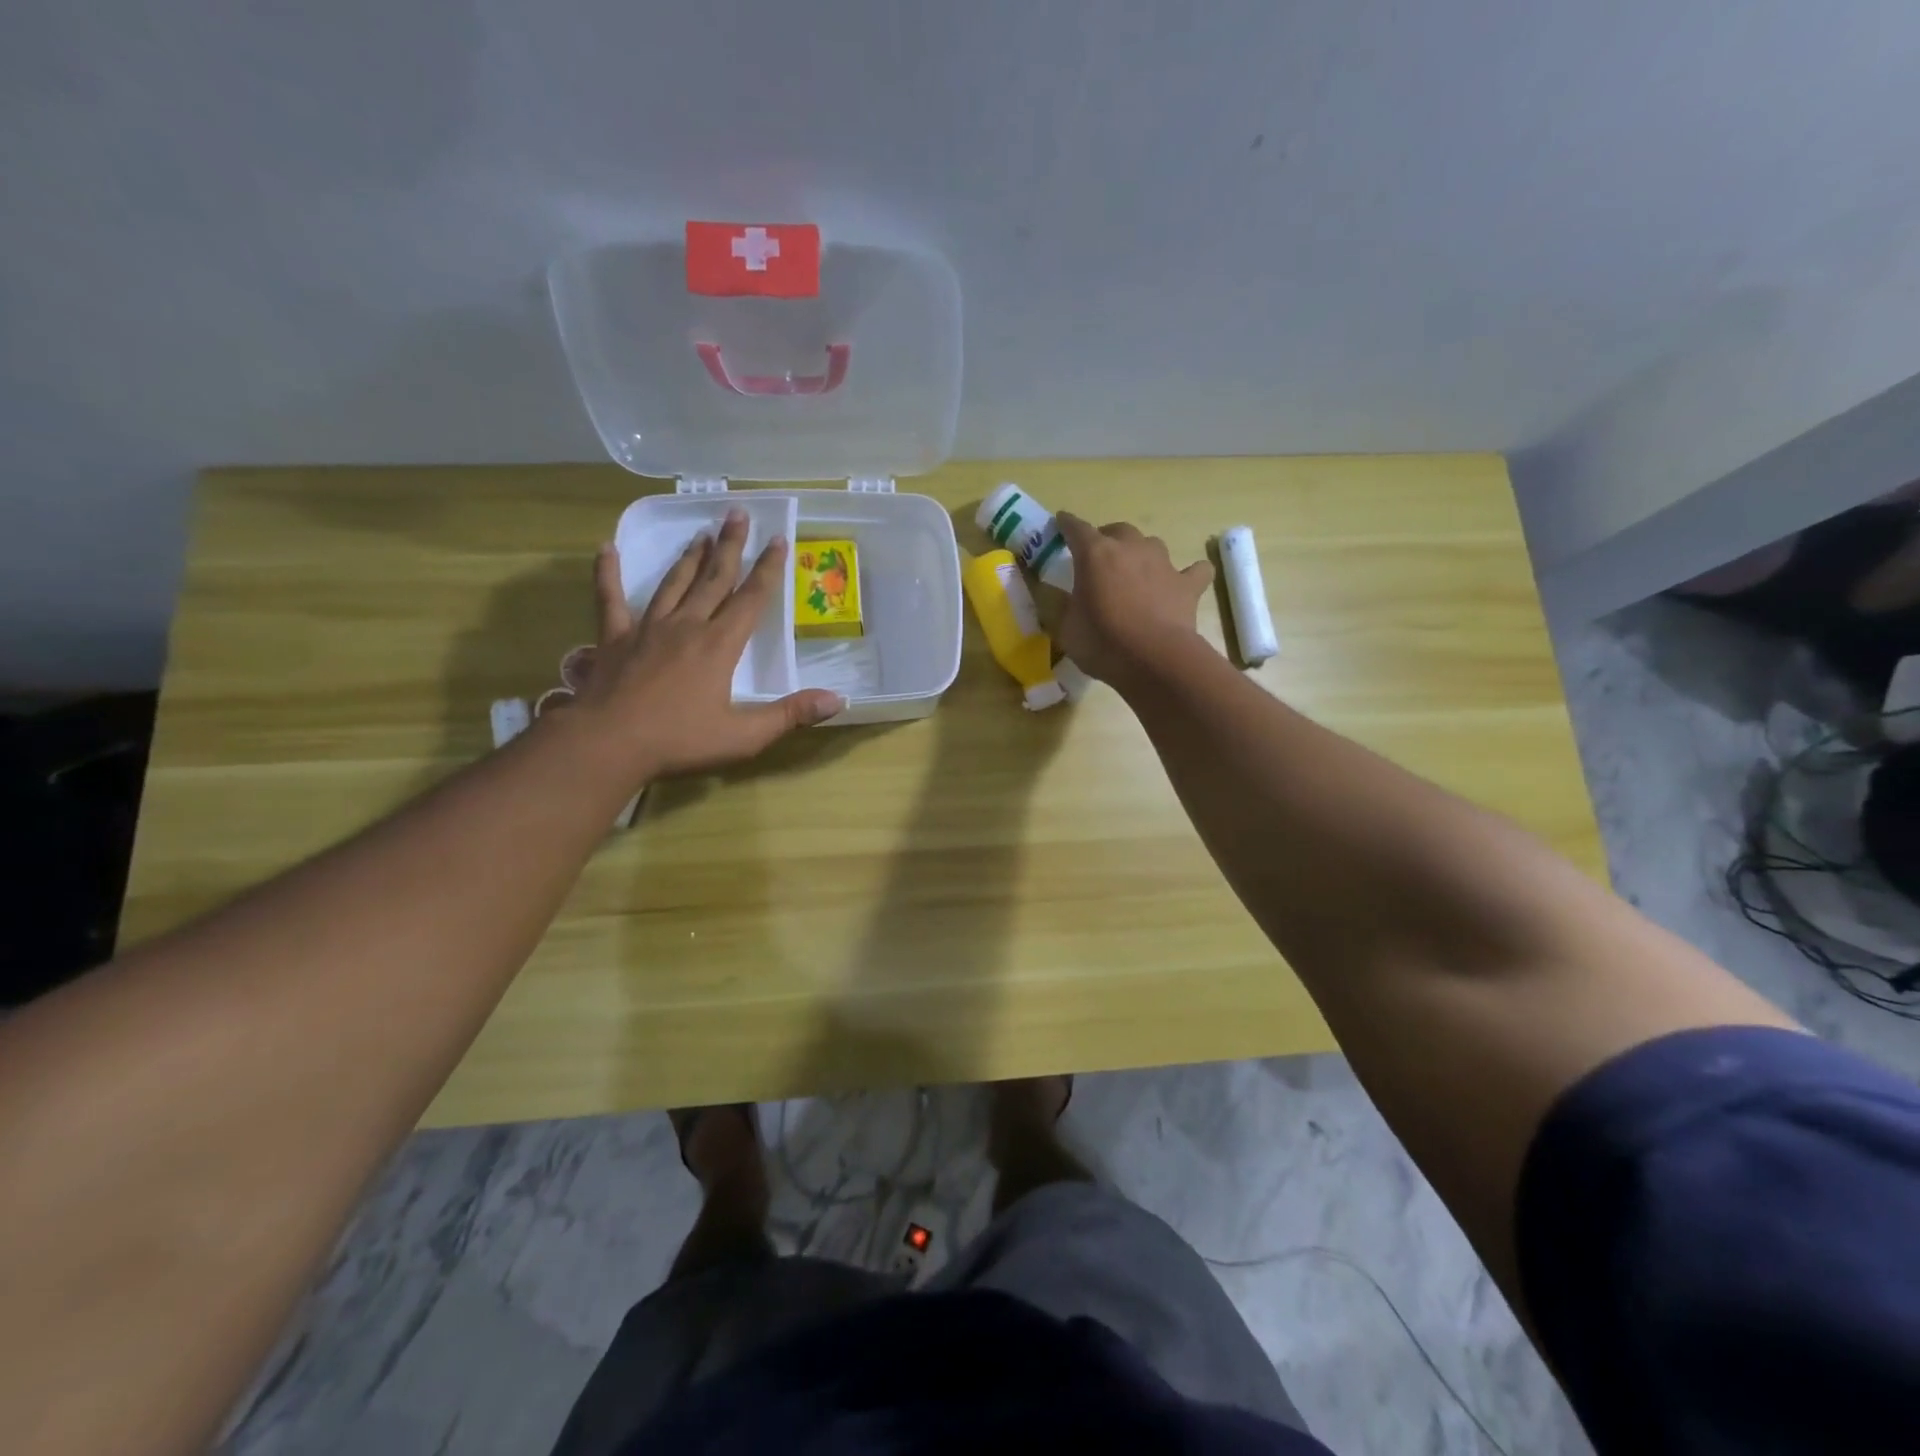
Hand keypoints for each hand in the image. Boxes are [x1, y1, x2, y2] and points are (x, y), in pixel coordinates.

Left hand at [556, 510, 843, 788]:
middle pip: (714, 579)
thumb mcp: (744, 735)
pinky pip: (609, 599)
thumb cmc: (680, 741)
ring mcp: (647, 628)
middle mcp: (687, 626)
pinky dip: (608, 573)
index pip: (751, 598)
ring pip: (673, 583)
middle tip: (737, 514)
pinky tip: (606, 549)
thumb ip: (790, 715)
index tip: (778, 538)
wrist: (608, 744)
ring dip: (690, 558)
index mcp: (720, 645)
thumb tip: (838, 700)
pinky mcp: (613, 638)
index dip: (768, 568)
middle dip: (730, 546)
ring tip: (701, 534)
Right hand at [1055, 513, 1214, 688]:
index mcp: (1095, 554)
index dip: (1066, 524)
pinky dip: (1188, 574)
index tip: (1061, 522)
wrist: (1154, 660)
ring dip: (1141, 553)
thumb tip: (1060, 599)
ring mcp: (1163, 563)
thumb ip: (1062, 607)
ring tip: (1135, 572)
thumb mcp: (1067, 628)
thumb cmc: (1102, 642)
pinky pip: (1193, 571)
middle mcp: (1130, 548)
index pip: (1076, 528)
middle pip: (1117, 530)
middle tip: (1099, 558)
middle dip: (1107, 539)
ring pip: (1151, 544)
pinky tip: (1182, 584)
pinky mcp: (1188, 584)